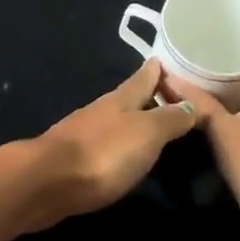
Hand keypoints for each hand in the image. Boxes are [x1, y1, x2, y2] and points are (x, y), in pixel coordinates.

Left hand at [18, 59, 202, 230]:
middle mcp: (102, 110)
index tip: (166, 59)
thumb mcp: (146, 133)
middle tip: (168, 93)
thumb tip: (191, 104)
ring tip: (151, 123)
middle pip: (129, 97)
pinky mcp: (74, 158)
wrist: (48, 181)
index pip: (144, 77)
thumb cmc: (104, 152)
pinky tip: (123, 153)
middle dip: (147, 93)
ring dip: (133, 118)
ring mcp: (85, 132)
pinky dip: (118, 142)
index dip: (157, 69)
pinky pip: (104, 142)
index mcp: (121, 99)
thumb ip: (169, 119)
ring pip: (115, 119)